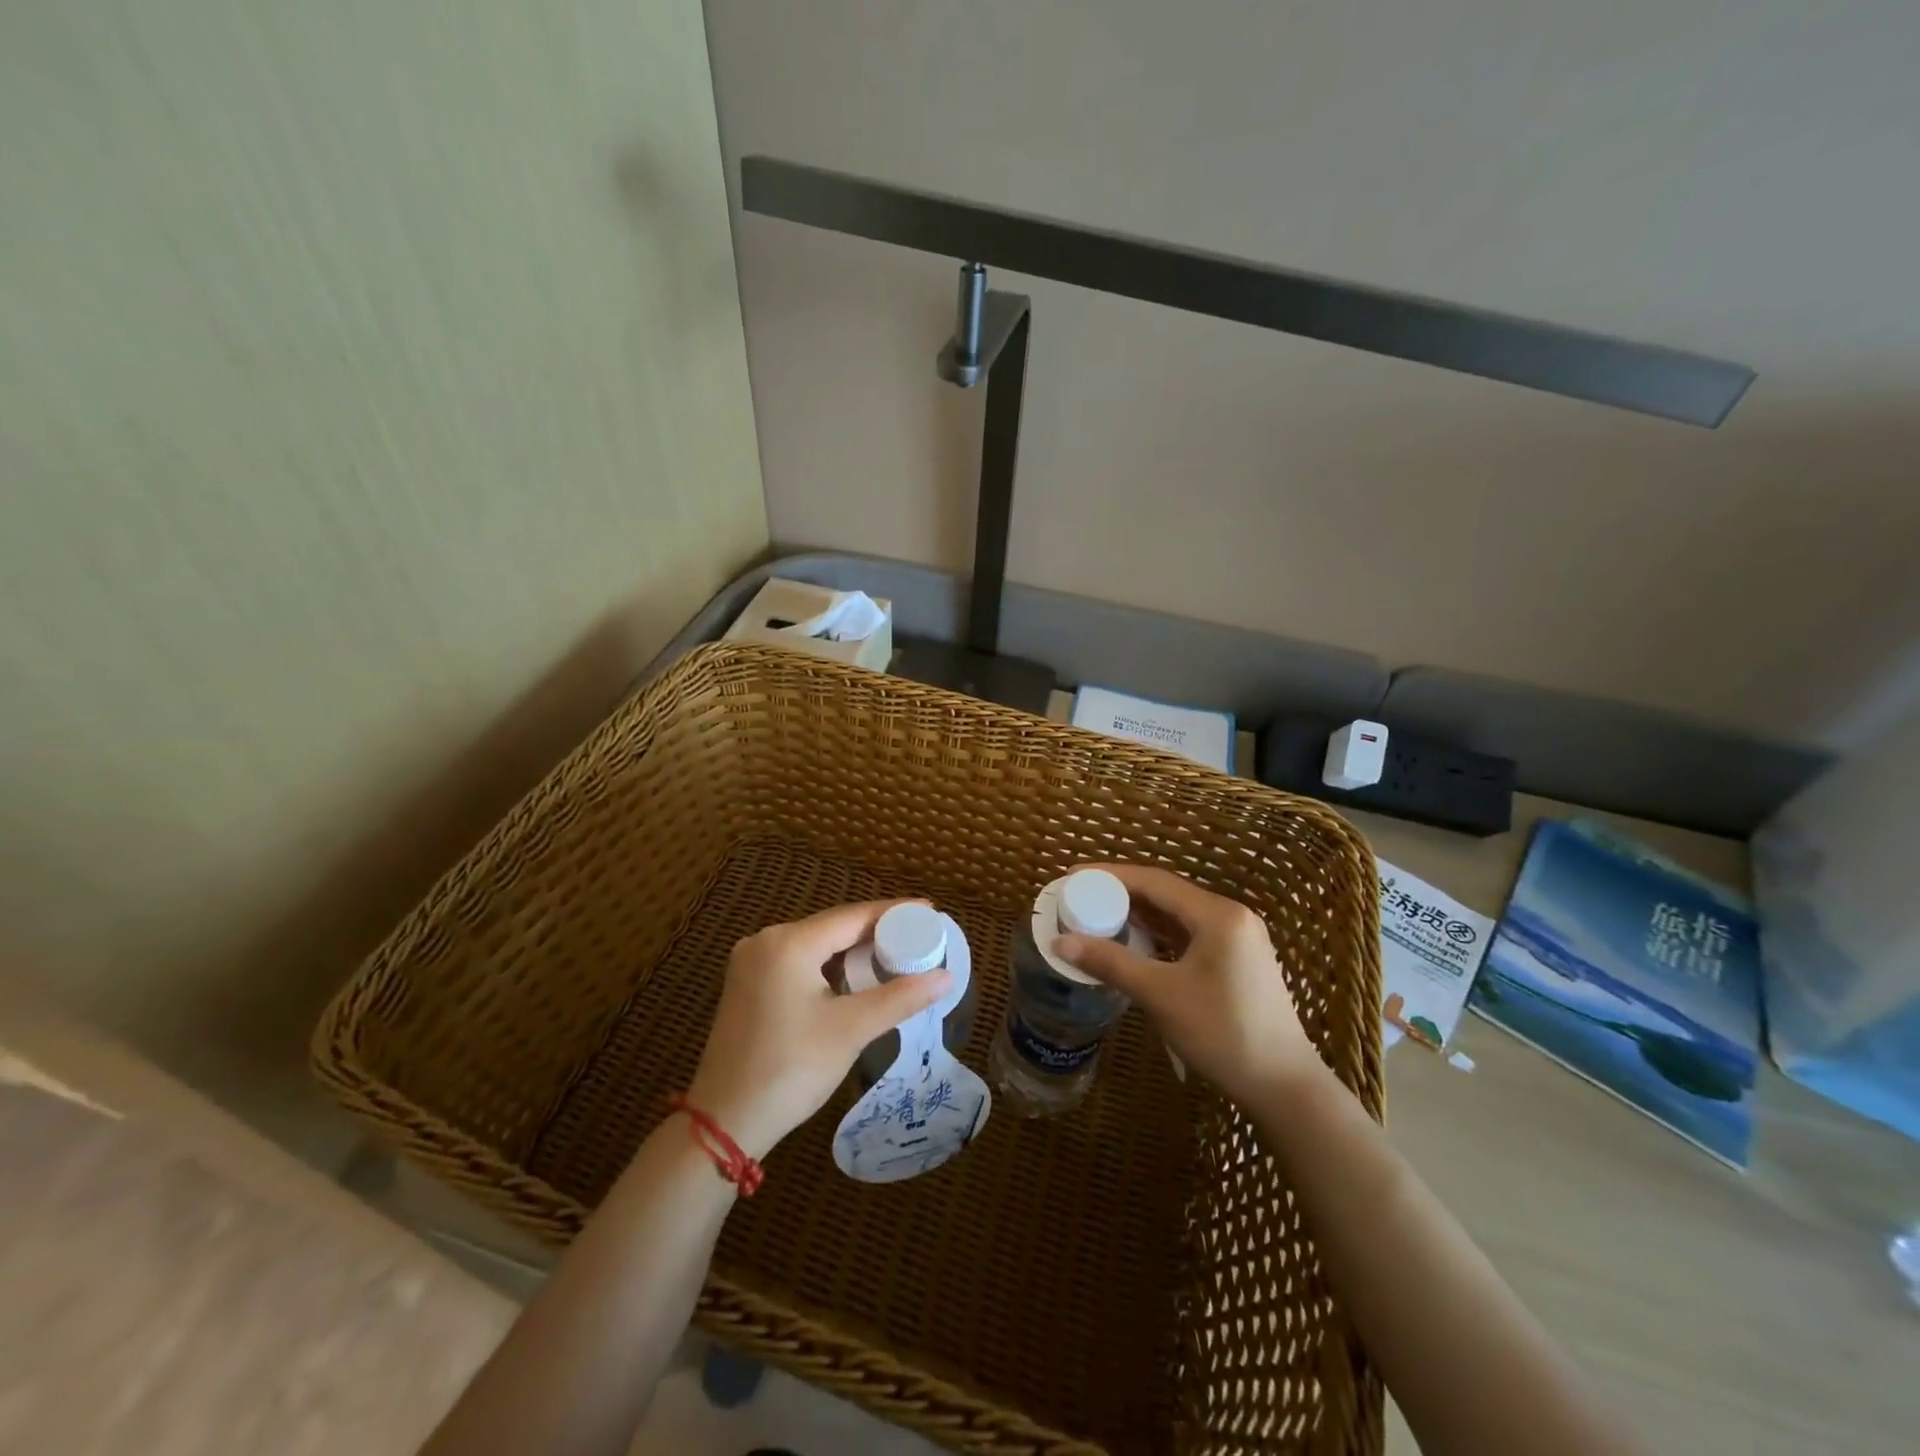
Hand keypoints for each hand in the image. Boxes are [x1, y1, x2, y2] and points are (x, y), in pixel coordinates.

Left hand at [685, 900, 951, 1160]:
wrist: (724, 1123)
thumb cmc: (790, 1070)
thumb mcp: (851, 1030)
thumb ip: (900, 997)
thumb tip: (946, 976)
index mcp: (788, 943)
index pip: (853, 916)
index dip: (894, 912)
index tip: (930, 910)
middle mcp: (766, 941)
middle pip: (833, 926)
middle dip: (877, 930)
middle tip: (919, 934)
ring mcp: (752, 962)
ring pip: (817, 943)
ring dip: (854, 948)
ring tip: (897, 952)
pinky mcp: (748, 983)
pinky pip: (800, 960)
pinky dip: (831, 964)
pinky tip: (856, 974)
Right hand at [1054, 864, 1318, 1104]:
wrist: (1284, 1086)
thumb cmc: (1223, 1033)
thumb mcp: (1160, 995)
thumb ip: (1110, 962)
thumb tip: (1059, 941)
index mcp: (1217, 914)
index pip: (1153, 881)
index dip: (1109, 875)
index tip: (1073, 875)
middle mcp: (1230, 916)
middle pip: (1165, 893)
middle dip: (1121, 894)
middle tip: (1080, 898)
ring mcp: (1238, 938)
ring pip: (1177, 915)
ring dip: (1139, 915)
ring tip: (1098, 917)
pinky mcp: (1237, 959)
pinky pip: (1189, 934)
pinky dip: (1158, 935)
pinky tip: (1133, 943)